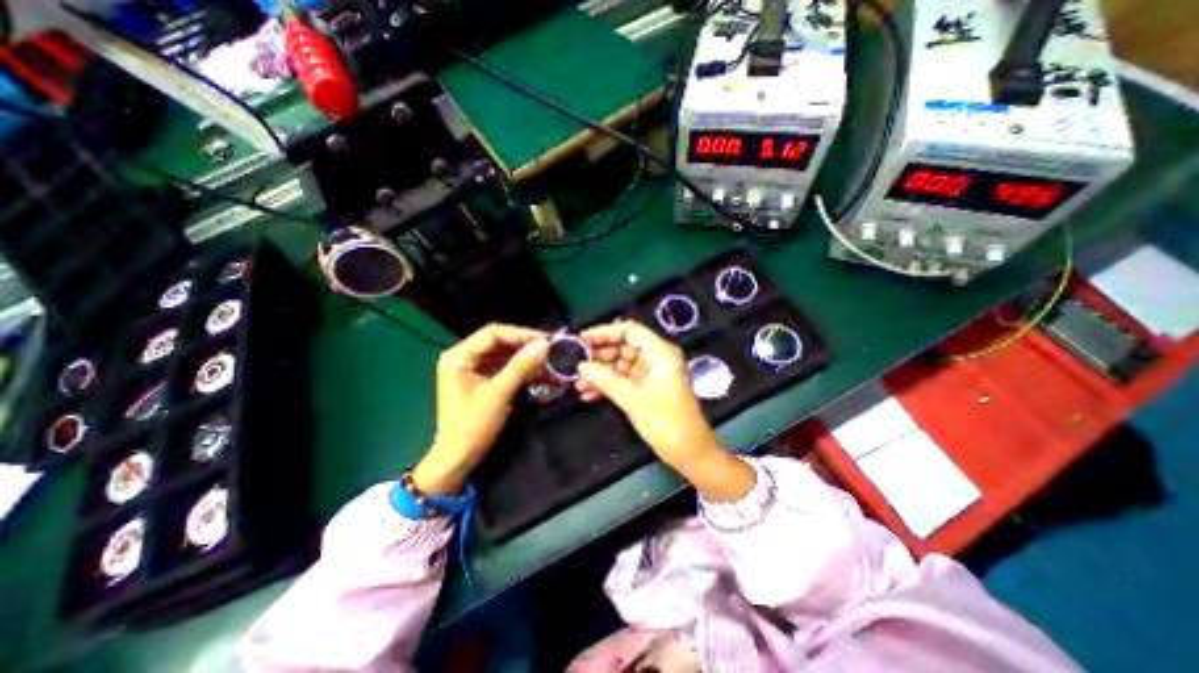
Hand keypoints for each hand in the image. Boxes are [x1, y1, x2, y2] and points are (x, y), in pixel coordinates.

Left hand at [410, 324, 547, 497]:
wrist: (457, 459)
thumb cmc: (472, 426)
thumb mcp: (498, 394)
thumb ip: (521, 367)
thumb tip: (545, 344)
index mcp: (458, 356)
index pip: (493, 334)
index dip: (521, 334)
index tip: (545, 340)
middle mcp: (463, 357)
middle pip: (499, 342)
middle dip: (525, 345)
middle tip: (550, 348)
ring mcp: (472, 368)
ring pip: (503, 354)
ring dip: (525, 357)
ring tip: (548, 359)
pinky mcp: (481, 379)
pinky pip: (503, 366)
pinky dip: (520, 368)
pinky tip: (538, 371)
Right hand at [575, 320, 751, 498]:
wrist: (690, 453)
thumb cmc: (665, 422)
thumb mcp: (632, 399)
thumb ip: (605, 379)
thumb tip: (581, 365)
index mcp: (660, 353)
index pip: (630, 330)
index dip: (604, 332)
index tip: (581, 339)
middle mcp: (656, 358)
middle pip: (624, 346)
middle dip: (599, 356)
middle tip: (576, 363)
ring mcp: (652, 373)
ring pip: (621, 364)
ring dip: (600, 373)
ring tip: (578, 384)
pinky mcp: (648, 388)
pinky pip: (624, 379)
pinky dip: (608, 385)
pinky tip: (589, 395)